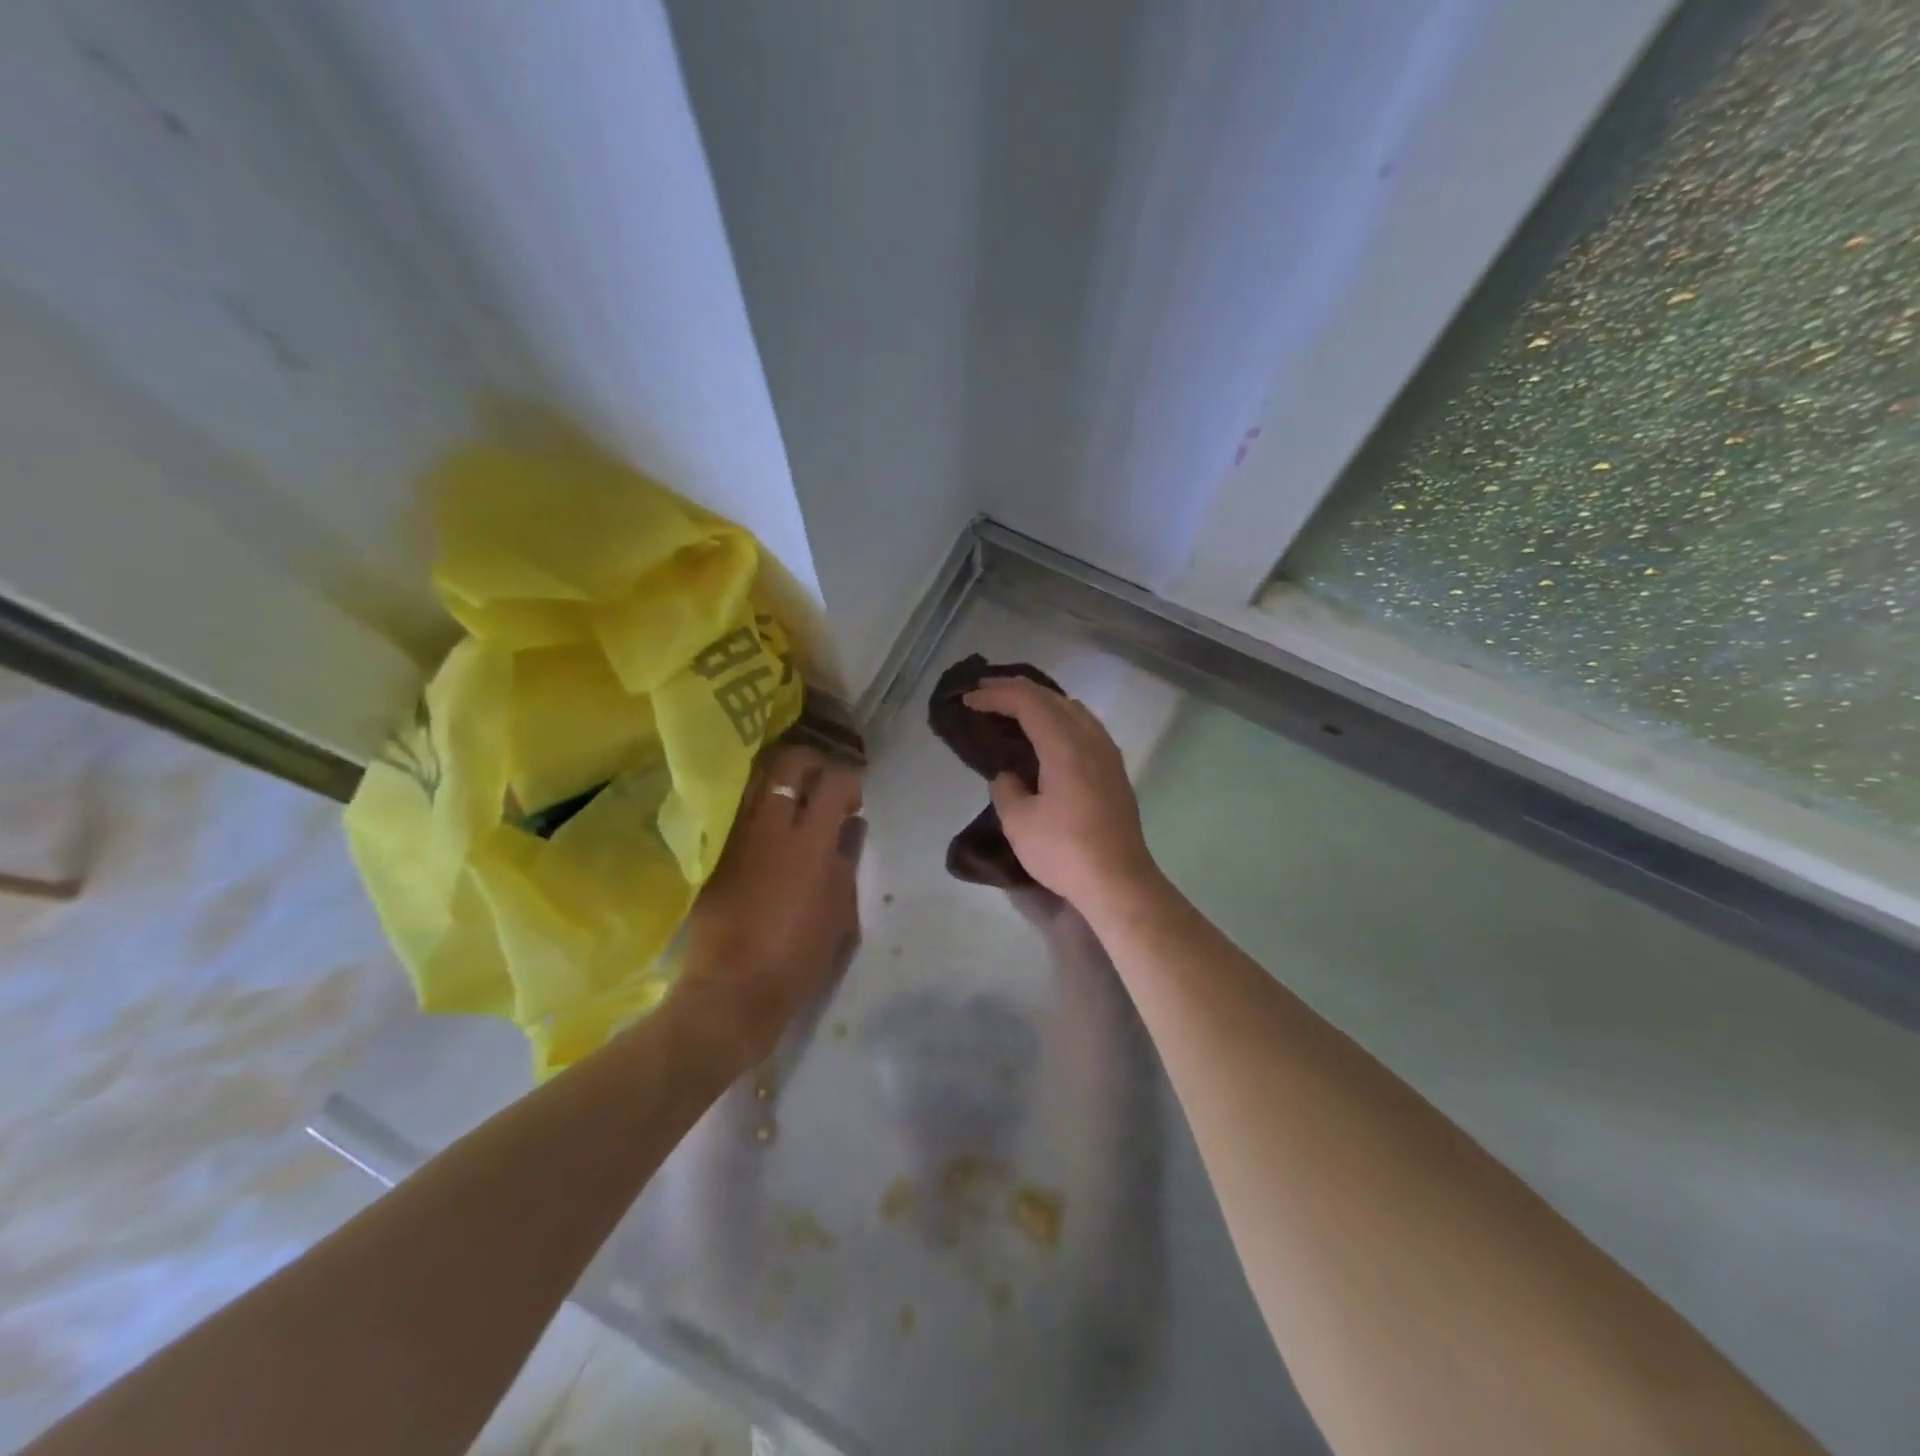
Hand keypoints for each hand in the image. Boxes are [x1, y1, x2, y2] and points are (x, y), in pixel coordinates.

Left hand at [675, 745, 864, 1065]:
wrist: (733, 988)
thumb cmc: (799, 956)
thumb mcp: (841, 910)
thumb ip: (847, 859)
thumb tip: (851, 826)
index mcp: (811, 842)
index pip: (834, 782)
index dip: (849, 784)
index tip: (852, 804)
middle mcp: (771, 825)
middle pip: (789, 762)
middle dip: (812, 764)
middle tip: (820, 786)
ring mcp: (736, 834)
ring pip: (755, 776)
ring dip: (778, 777)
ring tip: (790, 797)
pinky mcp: (713, 849)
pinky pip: (734, 806)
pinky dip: (753, 801)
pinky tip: (764, 822)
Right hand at [962, 677, 1160, 912]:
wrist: (1118, 882)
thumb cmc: (1064, 851)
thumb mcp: (1019, 822)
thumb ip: (1006, 789)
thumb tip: (1009, 776)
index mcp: (1064, 746)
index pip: (1027, 703)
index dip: (995, 696)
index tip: (968, 700)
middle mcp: (1090, 739)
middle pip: (1052, 698)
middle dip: (1016, 690)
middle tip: (985, 692)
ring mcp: (1107, 753)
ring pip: (1073, 709)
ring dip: (1042, 701)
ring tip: (1015, 706)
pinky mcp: (1115, 770)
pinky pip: (1085, 725)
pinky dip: (1060, 717)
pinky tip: (1050, 732)